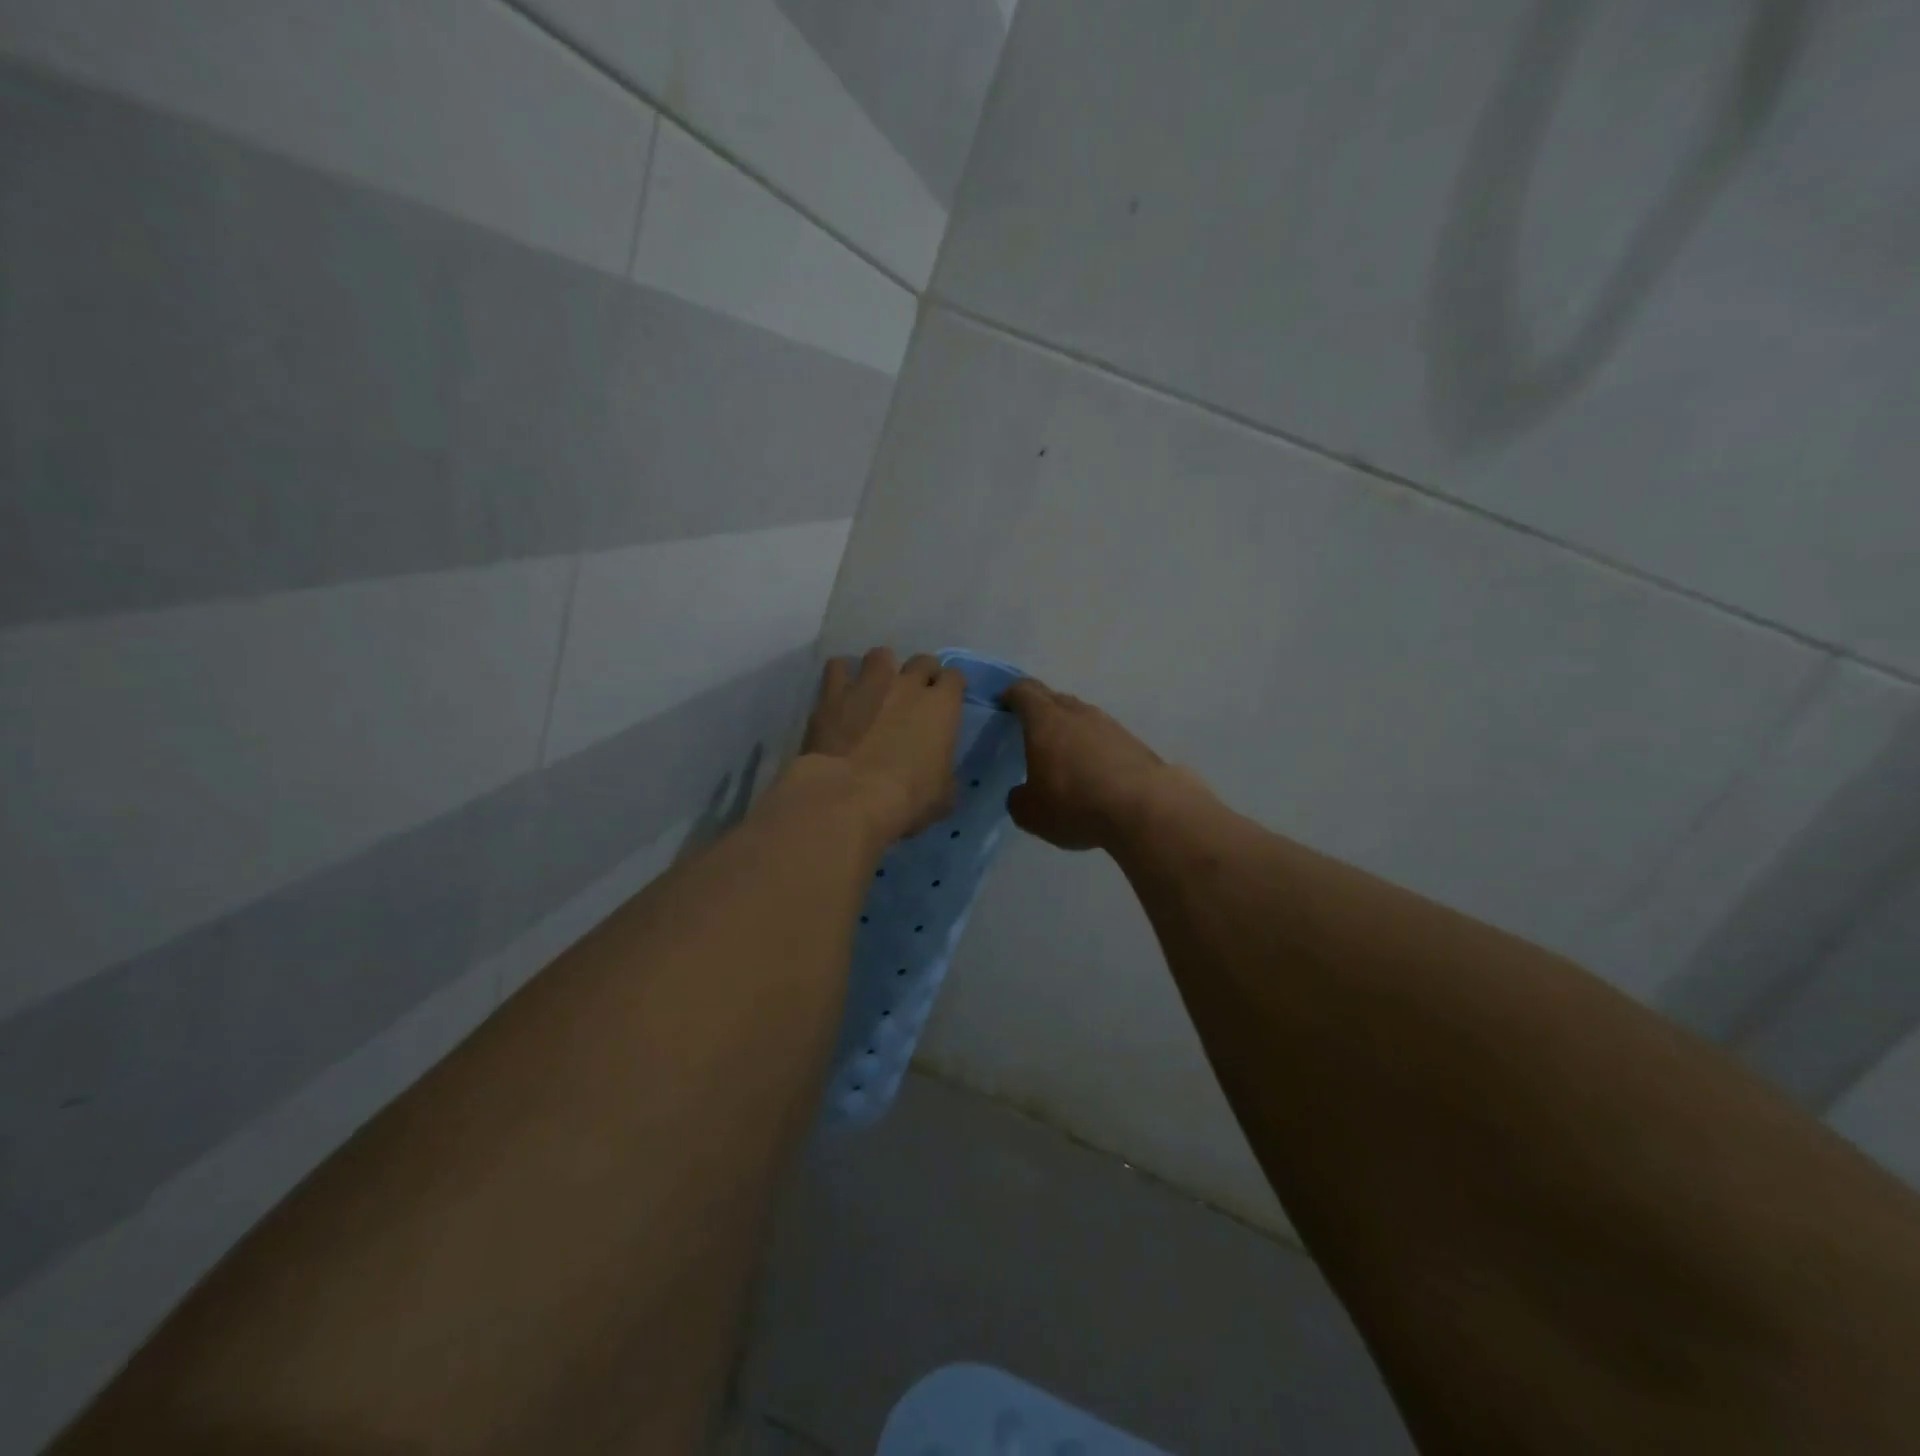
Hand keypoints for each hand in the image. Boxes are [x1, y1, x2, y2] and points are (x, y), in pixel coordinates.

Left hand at [799, 648, 963, 844]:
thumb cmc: (907, 798)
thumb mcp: (943, 796)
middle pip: (922, 661)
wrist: (850, 795)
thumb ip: (944, 774)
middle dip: (921, 674)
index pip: (955, 678)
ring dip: (882, 669)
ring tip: (876, 688)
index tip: (947, 701)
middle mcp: (908, 684)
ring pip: (881, 655)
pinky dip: (841, 676)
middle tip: (914, 696)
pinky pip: (838, 667)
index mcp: (942, 706)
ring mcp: (869, 683)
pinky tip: (841, 692)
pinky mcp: (833, 693)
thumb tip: (939, 774)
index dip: (952, 688)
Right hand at [1003, 679, 1188, 850]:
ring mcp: (1109, 725)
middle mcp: (1077, 713)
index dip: (1010, 695)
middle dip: (1039, 710)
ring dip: (1068, 729)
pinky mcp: (1133, 742)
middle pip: (1053, 699)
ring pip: (1081, 717)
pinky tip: (1091, 772)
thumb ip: (1019, 798)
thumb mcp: (1031, 813)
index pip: (1023, 691)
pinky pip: (1103, 737)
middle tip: (1028, 730)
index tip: (1002, 704)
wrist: (1145, 808)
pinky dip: (1092, 748)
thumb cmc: (1075, 803)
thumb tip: (1022, 793)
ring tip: (1061, 754)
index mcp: (1045, 720)